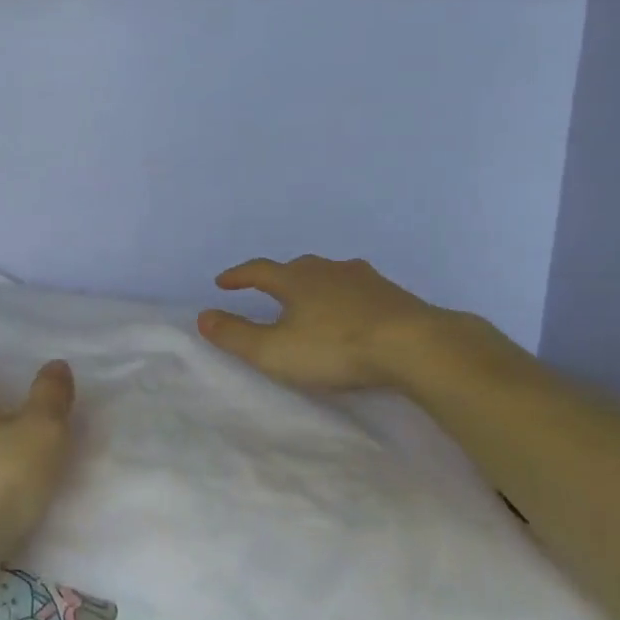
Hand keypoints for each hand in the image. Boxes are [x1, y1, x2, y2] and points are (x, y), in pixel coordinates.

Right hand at [197, 255, 454, 390]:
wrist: (416, 346)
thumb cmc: (336, 348)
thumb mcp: (274, 351)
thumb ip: (235, 335)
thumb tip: (202, 316)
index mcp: (295, 279)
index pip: (258, 271)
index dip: (238, 276)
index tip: (222, 283)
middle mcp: (328, 270)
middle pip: (296, 268)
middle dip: (278, 278)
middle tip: (267, 291)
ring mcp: (365, 279)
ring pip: (330, 276)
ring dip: (314, 286)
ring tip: (310, 301)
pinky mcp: (394, 295)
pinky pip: (358, 290)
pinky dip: (345, 298)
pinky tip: (353, 313)